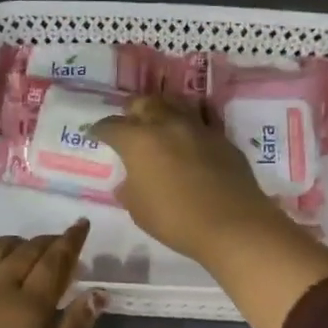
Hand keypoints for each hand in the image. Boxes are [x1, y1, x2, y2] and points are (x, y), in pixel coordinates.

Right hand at [94, 95, 327, 327]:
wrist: (233, 224)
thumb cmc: (176, 220)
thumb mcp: (139, 211)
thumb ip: (129, 190)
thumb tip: (127, 181)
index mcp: (138, 140)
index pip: (111, 126)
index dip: (99, 130)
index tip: (94, 134)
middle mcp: (166, 124)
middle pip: (144, 103)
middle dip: (132, 111)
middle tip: (129, 124)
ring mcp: (198, 127)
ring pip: (175, 103)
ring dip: (163, 109)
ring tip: (159, 122)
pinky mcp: (222, 137)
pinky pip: (203, 118)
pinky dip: (192, 121)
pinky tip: (191, 132)